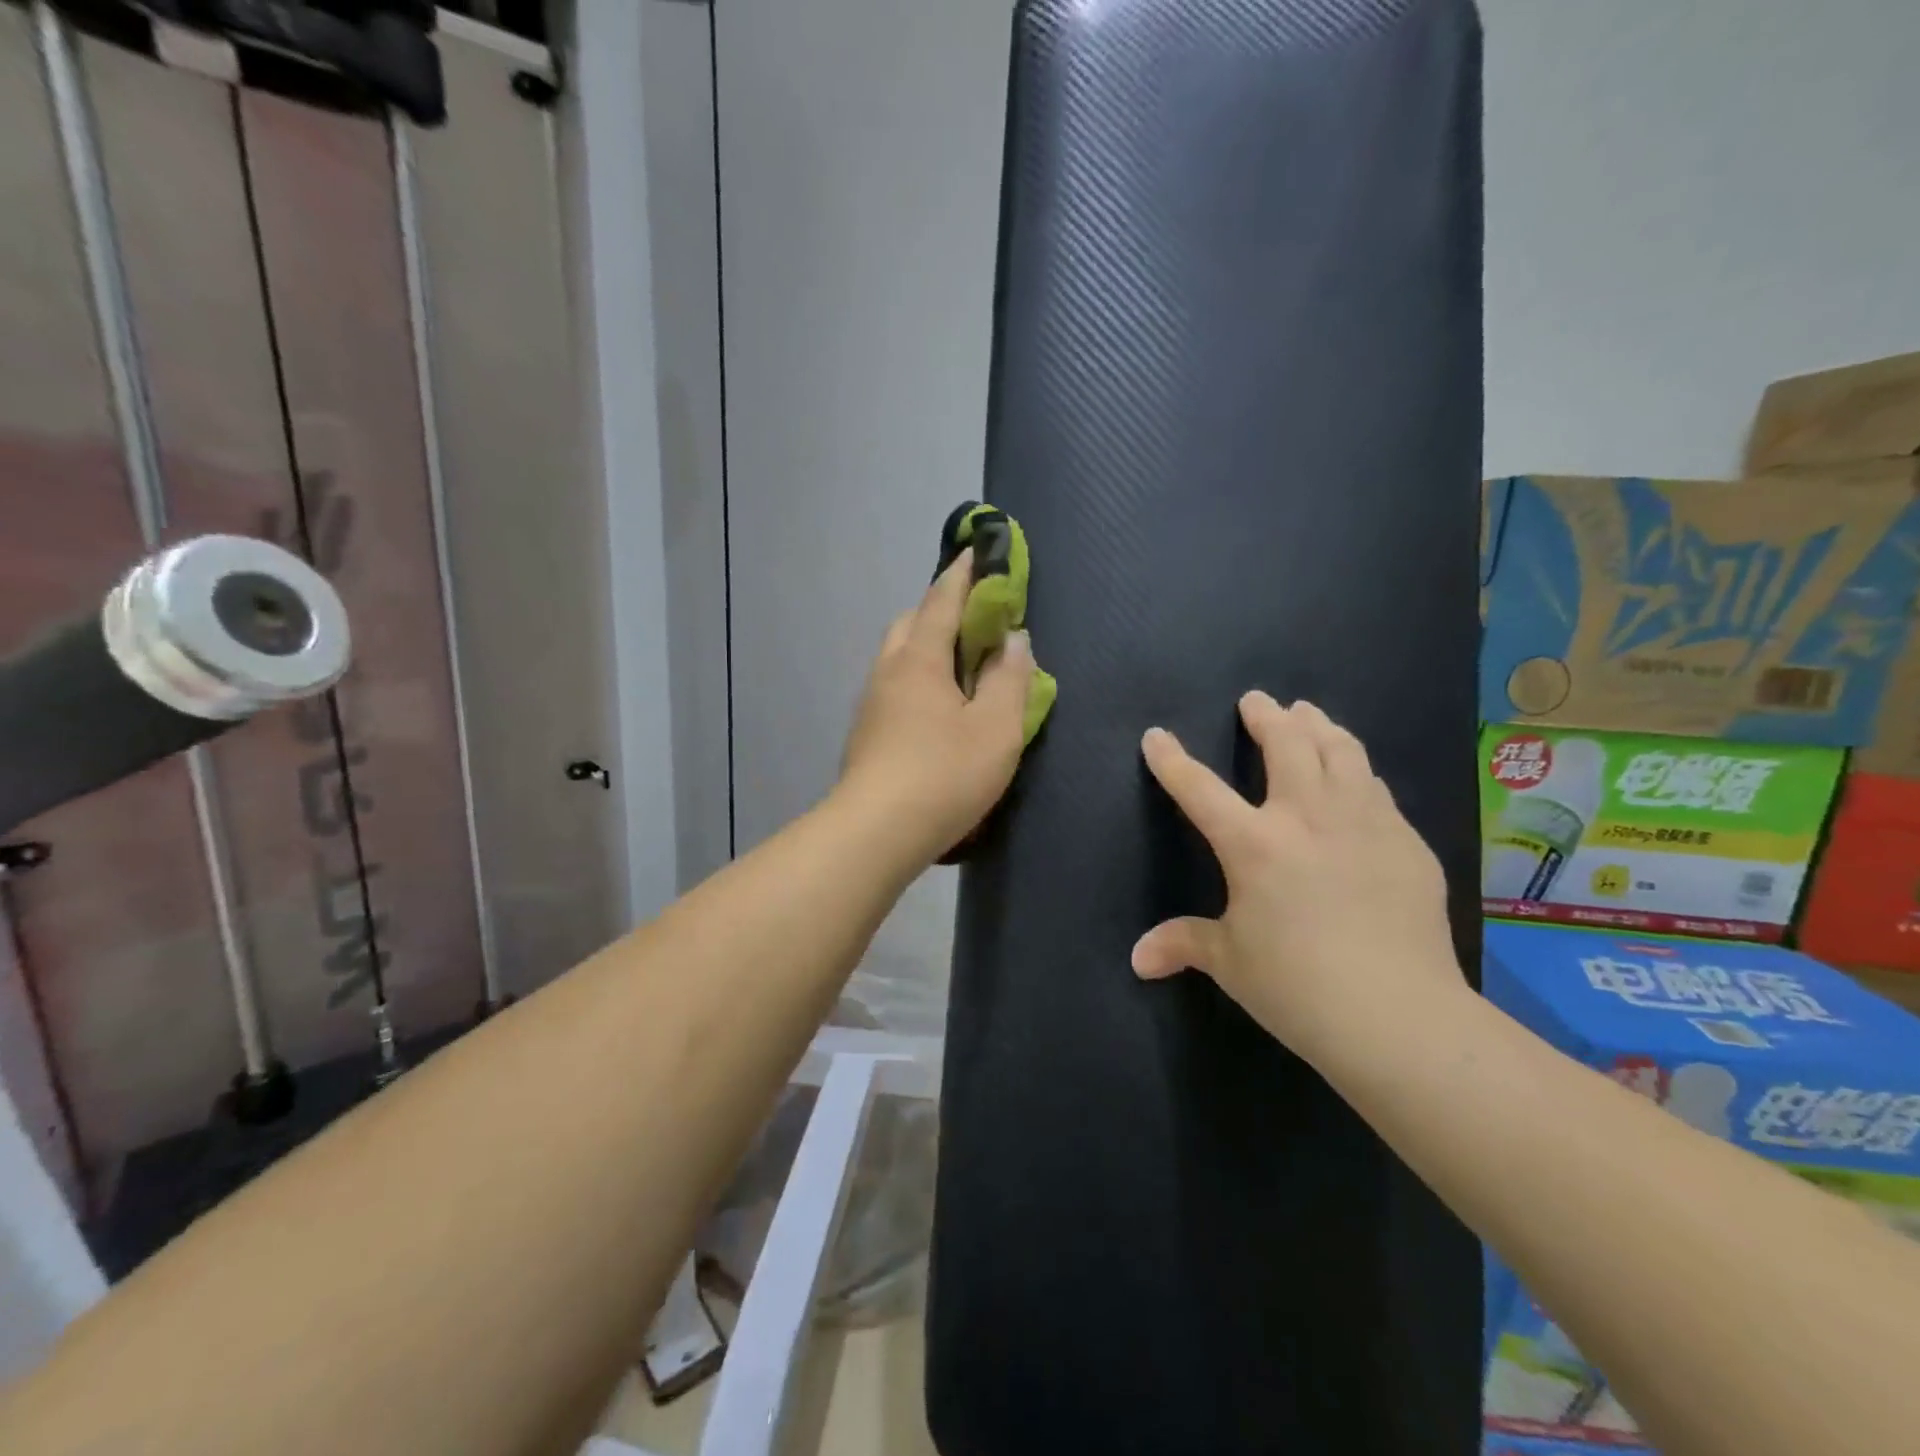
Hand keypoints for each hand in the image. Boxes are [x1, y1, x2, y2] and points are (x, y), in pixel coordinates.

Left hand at [837, 552, 1033, 864]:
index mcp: (920, 659)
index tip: (977, 551)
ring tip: (960, 667)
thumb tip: (1013, 640)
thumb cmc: (944, 774)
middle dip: (940, 609)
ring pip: (898, 657)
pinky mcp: (866, 733)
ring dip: (927, 647)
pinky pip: (894, 687)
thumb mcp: (997, 728)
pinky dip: (917, 679)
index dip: (964, 574)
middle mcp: (888, 671)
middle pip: (911, 623)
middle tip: (976, 621)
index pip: (942, 600)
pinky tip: (936, 709)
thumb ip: (1009, 679)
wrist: (876, 833)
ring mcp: (871, 703)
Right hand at [1132, 692, 1465, 1071]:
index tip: (1156, 735)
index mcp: (1254, 844)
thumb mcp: (1231, 963)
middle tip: (1256, 700)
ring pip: (1342, 752)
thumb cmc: (1298, 986)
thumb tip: (1138, 959)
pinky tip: (1359, 776)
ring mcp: (1364, 824)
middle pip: (1287, 745)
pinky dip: (1358, 771)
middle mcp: (1308, 818)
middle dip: (1266, 716)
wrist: (1399, 1016)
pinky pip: (1377, 789)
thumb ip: (1184, 944)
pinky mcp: (1407, 843)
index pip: (1199, 789)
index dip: (1172, 760)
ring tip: (1309, 714)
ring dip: (1320, 727)